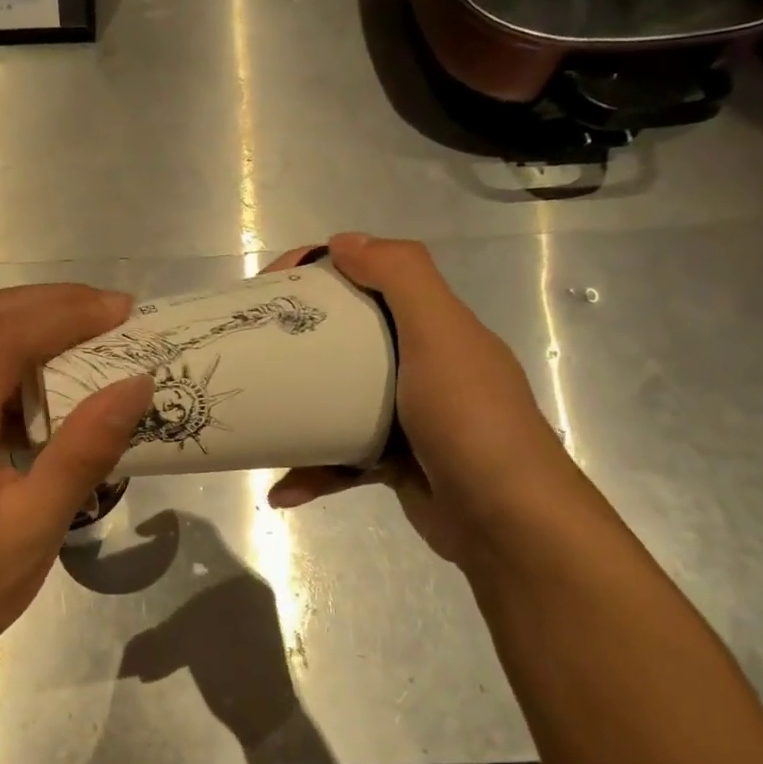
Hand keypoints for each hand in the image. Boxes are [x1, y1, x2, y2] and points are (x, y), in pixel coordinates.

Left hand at [0, 285, 154, 667]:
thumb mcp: (38, 523)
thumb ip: (85, 450)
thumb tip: (135, 384)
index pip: (7, 337)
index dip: (67, 312)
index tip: (124, 312)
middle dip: (55, 304)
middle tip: (116, 314)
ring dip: (41, 326)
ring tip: (99, 336)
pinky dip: (27, 360)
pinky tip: (64, 381)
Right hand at [267, 233, 581, 567]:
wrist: (508, 522)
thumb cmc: (469, 420)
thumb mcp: (441, 335)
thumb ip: (402, 277)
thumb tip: (344, 240)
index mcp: (435, 327)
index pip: (373, 278)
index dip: (323, 270)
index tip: (272, 285)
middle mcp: (423, 365)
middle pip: (348, 336)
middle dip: (299, 336)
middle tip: (255, 344)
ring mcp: (407, 418)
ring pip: (339, 399)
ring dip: (297, 409)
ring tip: (256, 415)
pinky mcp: (394, 463)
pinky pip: (341, 457)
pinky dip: (312, 471)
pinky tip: (283, 490)